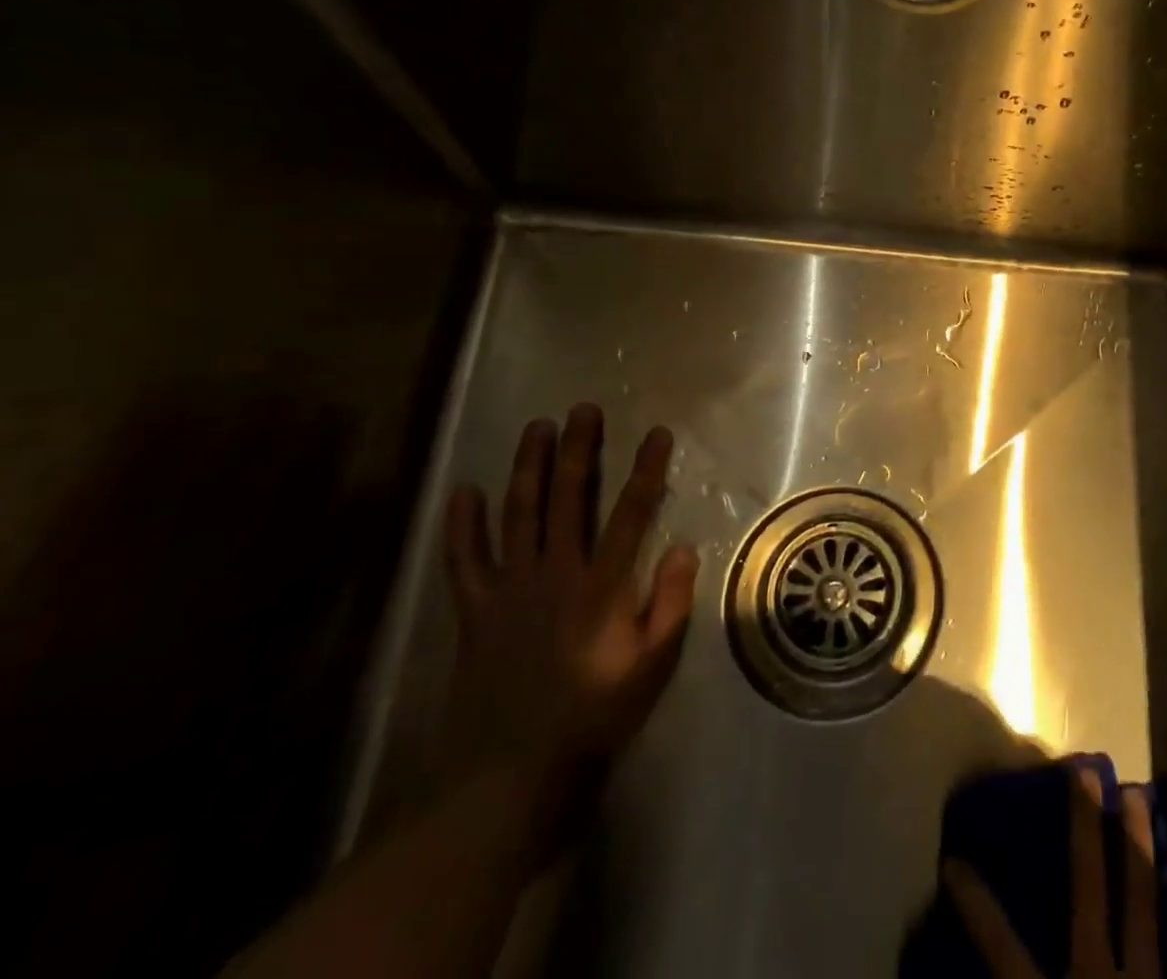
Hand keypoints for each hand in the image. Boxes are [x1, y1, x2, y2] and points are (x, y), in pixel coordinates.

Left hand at [441, 405, 698, 788]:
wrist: (508, 774)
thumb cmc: (592, 716)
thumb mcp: (651, 666)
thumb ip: (670, 604)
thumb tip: (685, 548)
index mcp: (600, 587)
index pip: (630, 513)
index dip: (645, 470)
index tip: (656, 433)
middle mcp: (555, 574)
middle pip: (568, 499)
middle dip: (578, 451)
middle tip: (582, 410)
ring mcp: (509, 590)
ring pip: (519, 515)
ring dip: (528, 468)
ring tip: (536, 428)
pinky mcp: (475, 611)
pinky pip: (465, 561)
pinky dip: (463, 525)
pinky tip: (465, 491)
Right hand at [943, 769, 1160, 978]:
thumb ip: (1014, 971)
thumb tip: (948, 978)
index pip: (1003, 947)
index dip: (977, 903)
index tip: (953, 859)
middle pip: (1091, 893)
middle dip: (1086, 830)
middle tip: (1085, 771)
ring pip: (1147, 906)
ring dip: (1141, 848)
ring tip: (1142, 796)